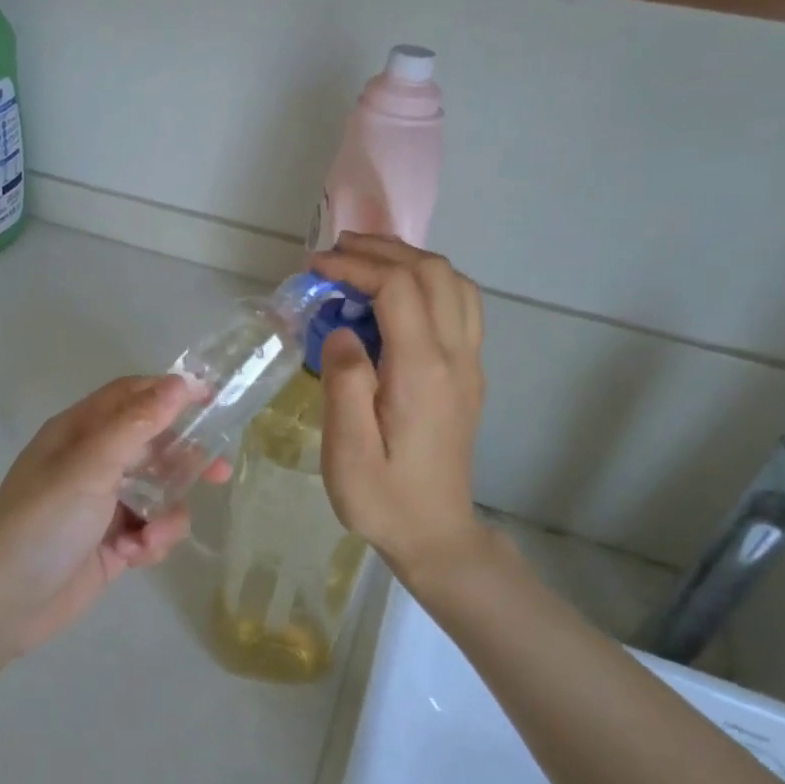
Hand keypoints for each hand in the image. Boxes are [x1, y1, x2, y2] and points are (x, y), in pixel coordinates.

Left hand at [0, 376, 224, 656]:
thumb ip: (138, 423)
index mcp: (80, 433)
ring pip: (158, 493)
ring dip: (167, 512)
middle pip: (152, 445)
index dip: (171, 392)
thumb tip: (182, 382)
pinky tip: (136, 556)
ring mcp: (103, 506)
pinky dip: (152, 542)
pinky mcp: (113, 545)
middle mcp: (92, 463)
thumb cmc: (44, 521)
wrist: (4, 602)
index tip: (215, 397)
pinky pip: (151, 531)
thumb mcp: (91, 465)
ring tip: (153, 534)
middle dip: (184, 459)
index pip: (132, 397)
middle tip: (219, 472)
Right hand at [310, 234, 487, 586]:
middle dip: (383, 250)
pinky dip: (428, 283)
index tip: (314, 266)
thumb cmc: (383, 498)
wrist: (436, 534)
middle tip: (336, 252)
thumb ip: (344, 383)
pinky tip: (396, 297)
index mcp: (421, 371)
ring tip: (365, 262)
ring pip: (454, 283)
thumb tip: (341, 332)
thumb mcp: (347, 451)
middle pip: (432, 272)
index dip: (355, 265)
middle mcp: (455, 357)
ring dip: (410, 261)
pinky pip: (461, 306)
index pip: (397, 288)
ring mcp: (469, 364)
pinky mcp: (469, 374)